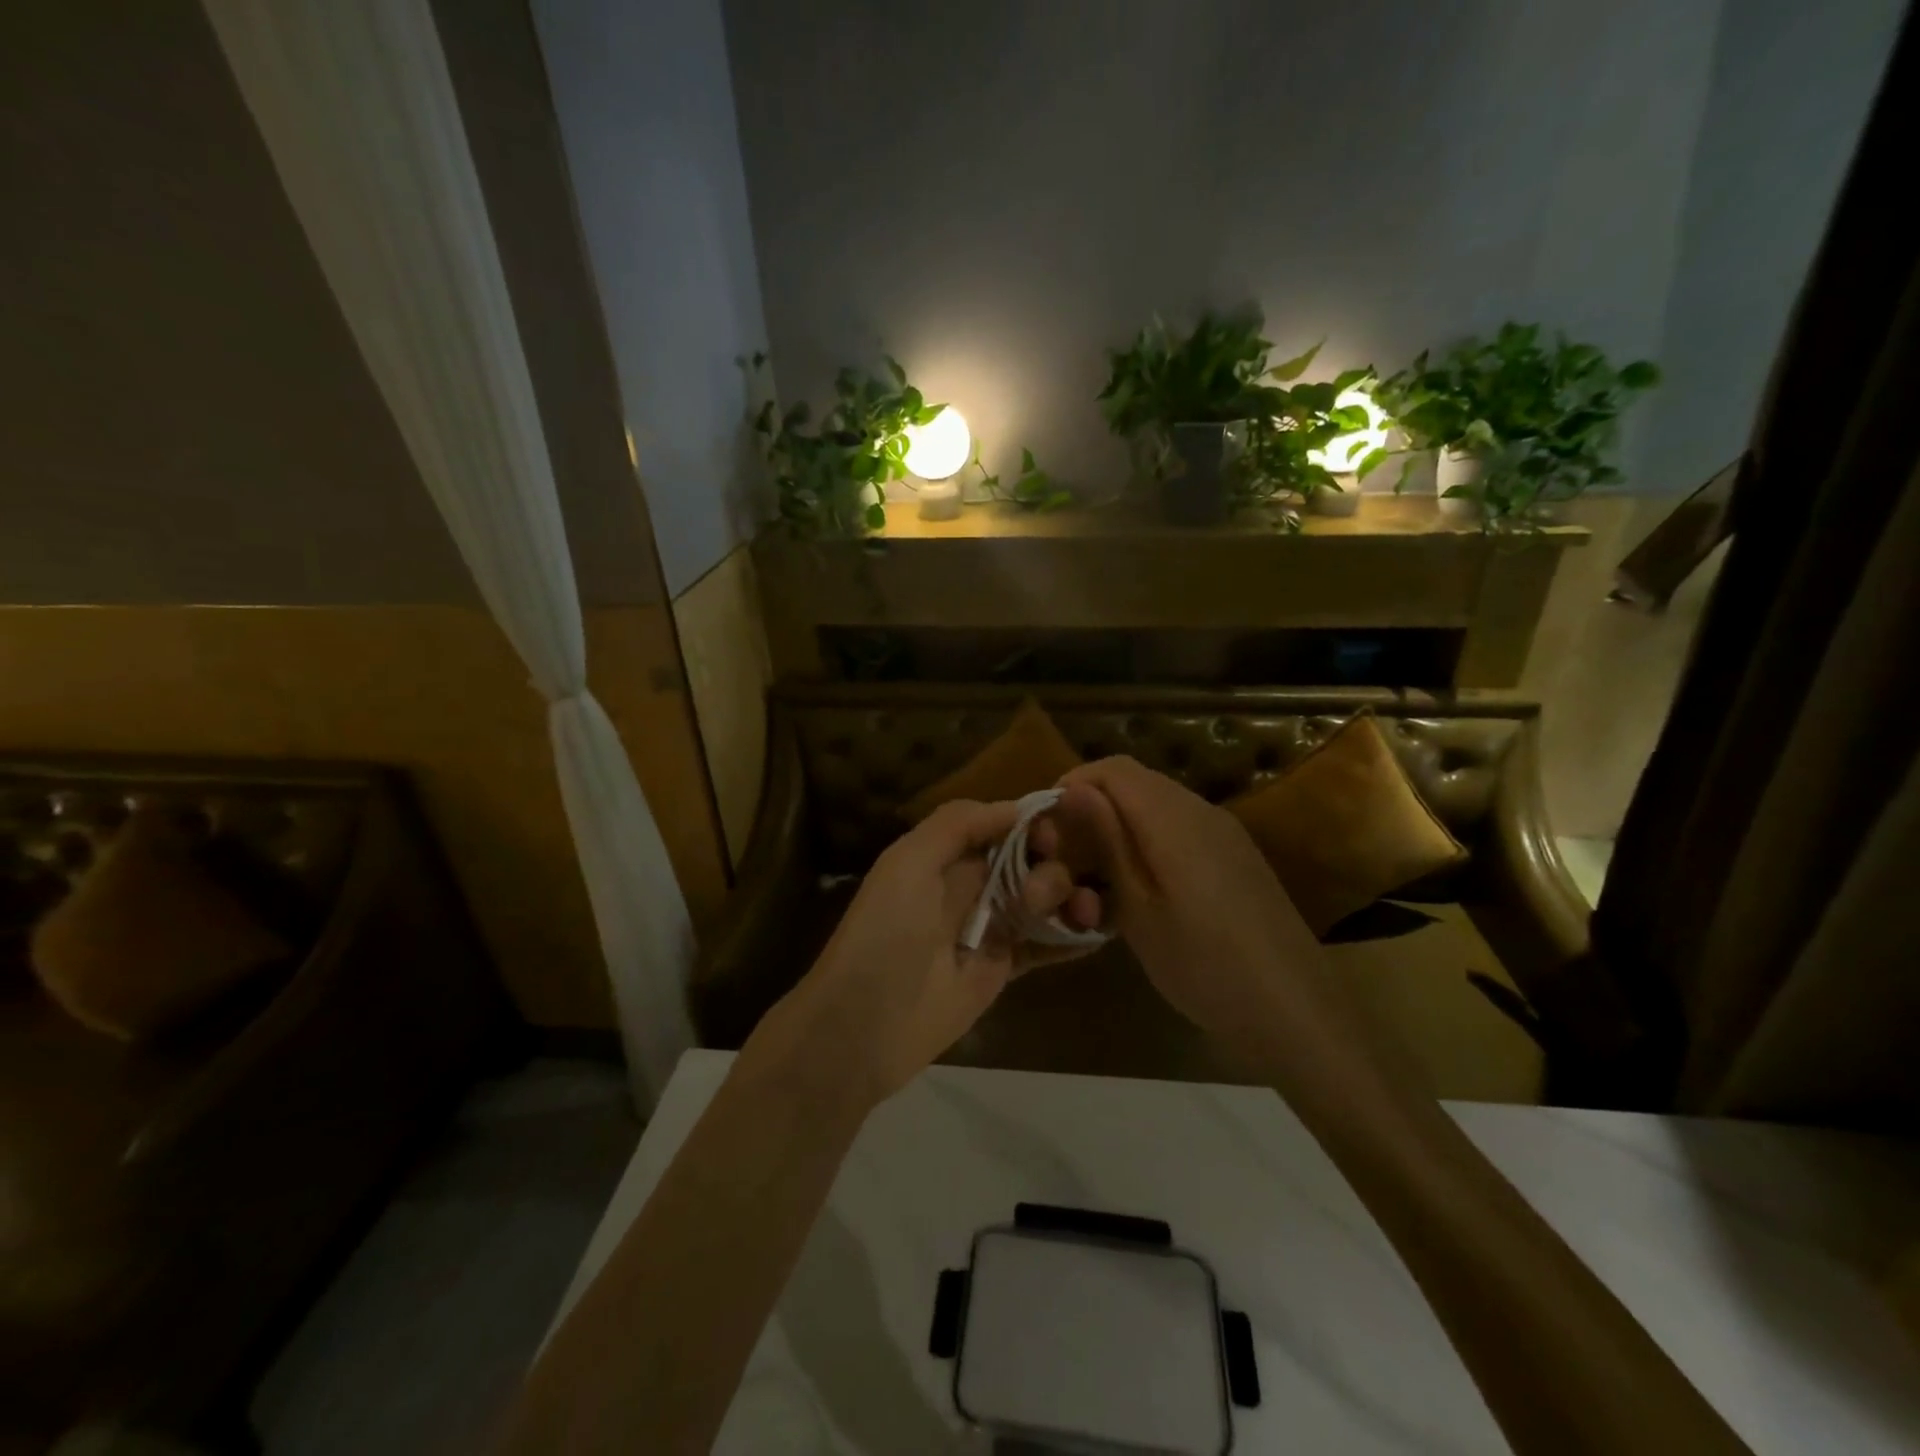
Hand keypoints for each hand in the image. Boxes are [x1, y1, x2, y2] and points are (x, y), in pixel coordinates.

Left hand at [756, 799, 1101, 1107]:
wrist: (865, 1025)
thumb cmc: (884, 933)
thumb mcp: (908, 863)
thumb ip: (956, 825)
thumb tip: (1015, 807)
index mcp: (946, 854)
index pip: (1002, 823)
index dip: (1032, 821)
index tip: (1057, 829)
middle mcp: (971, 884)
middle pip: (1029, 858)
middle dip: (1052, 861)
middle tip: (1045, 890)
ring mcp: (990, 926)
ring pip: (1043, 898)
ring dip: (1068, 896)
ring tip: (1077, 912)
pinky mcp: (1004, 968)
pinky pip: (1045, 944)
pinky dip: (1072, 936)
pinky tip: (1095, 932)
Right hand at [1043, 757, 1323, 1048]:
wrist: (1295, 1009)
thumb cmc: (1204, 965)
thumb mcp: (1139, 909)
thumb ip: (1107, 842)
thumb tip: (1073, 789)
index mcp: (1174, 818)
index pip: (1112, 769)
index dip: (1074, 786)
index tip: (1048, 827)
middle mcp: (1201, 810)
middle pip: (1135, 782)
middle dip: (1094, 808)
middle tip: (1068, 857)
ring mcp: (1225, 832)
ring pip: (1157, 805)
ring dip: (1121, 826)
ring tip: (1099, 877)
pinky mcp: (1237, 855)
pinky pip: (1181, 827)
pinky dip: (1150, 842)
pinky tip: (1143, 889)